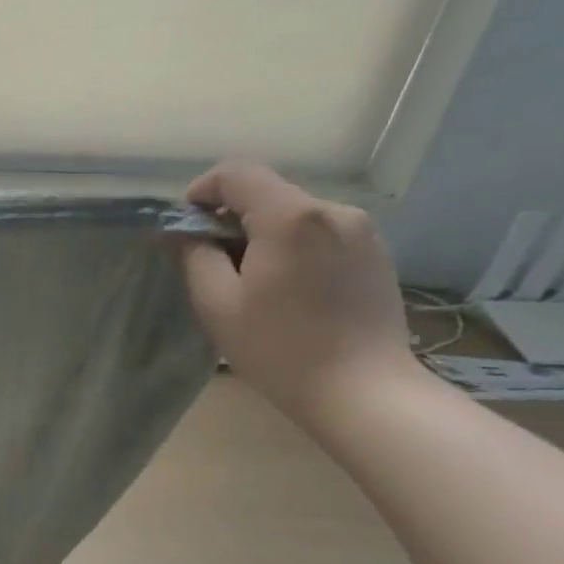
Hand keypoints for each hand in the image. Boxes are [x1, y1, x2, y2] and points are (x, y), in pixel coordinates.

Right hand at [180, 160, 413, 423]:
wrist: (363, 390)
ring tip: (251, 280)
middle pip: (268, 192)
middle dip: (231, 217)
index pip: (237, 172)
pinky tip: (288, 289)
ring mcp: (362, 231)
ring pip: (294, 214)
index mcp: (290, 217)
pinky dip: (293, 246)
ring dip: (263, 233)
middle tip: (212, 261)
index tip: (187, 227)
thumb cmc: (278, 346)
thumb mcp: (216, 303)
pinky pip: (321, 232)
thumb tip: (186, 233)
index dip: (202, 191)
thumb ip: (195, 255)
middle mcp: (332, 210)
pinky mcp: (376, 253)